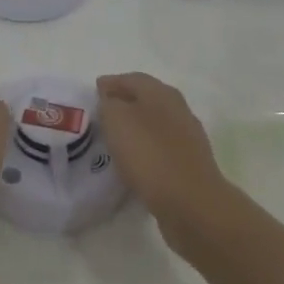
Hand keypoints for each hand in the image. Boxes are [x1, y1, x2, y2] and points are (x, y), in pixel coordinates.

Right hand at [96, 72, 231, 246]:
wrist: (192, 204)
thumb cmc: (150, 155)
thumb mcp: (117, 120)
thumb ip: (109, 104)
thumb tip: (110, 100)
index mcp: (162, 93)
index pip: (132, 79)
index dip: (110, 83)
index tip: (92, 93)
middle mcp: (178, 109)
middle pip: (145, 100)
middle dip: (122, 104)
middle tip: (100, 115)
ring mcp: (187, 138)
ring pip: (153, 125)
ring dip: (134, 129)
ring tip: (112, 140)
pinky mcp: (189, 165)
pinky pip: (160, 150)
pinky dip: (144, 150)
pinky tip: (132, 163)